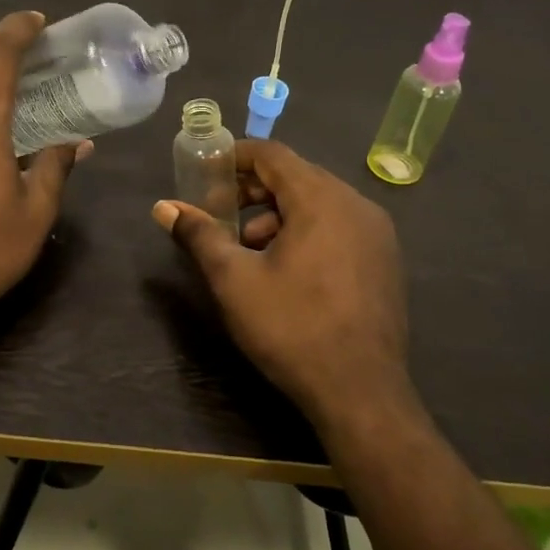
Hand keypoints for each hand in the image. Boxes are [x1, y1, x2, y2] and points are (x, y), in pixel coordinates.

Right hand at [152, 139, 419, 430]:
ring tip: (249, 251)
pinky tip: (287, 270)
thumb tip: (163, 207)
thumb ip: (199, 235)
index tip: (205, 174)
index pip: (272, 155)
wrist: (361, 394)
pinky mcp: (385, 260)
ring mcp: (377, 234)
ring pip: (318, 203)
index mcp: (321, 200)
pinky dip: (306, 231)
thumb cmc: (292, 328)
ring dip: (277, 215)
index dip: (234, 157)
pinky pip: (338, 226)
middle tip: (220, 215)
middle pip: (296, 176)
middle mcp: (356, 205)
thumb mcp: (234, 280)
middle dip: (253, 191)